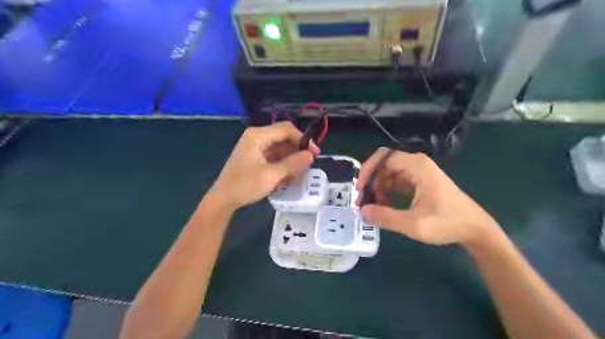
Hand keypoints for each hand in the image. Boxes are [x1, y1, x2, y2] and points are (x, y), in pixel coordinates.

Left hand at [208, 122, 317, 211]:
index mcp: (257, 136)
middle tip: (307, 165)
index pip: (286, 129)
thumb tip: (310, 155)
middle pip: (284, 137)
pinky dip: (283, 164)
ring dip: (291, 159)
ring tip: (298, 175)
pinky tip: (288, 176)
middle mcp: (256, 137)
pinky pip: (274, 156)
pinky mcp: (255, 156)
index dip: (303, 139)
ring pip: (280, 148)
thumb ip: (292, 164)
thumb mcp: (271, 175)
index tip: (314, 154)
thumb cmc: (245, 185)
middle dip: (297, 151)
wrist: (223, 199)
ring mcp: (255, 147)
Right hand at [356, 148, 498, 246]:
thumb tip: (362, 211)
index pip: (384, 157)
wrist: (475, 229)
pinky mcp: (420, 182)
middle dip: (372, 182)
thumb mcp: (414, 224)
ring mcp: (419, 173)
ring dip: (379, 189)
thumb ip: (386, 217)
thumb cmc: (448, 223)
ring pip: (389, 174)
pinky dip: (388, 192)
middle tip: (364, 201)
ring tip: (376, 207)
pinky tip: (387, 207)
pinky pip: (397, 182)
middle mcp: (417, 165)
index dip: (368, 170)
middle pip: (385, 165)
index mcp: (417, 166)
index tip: (360, 189)